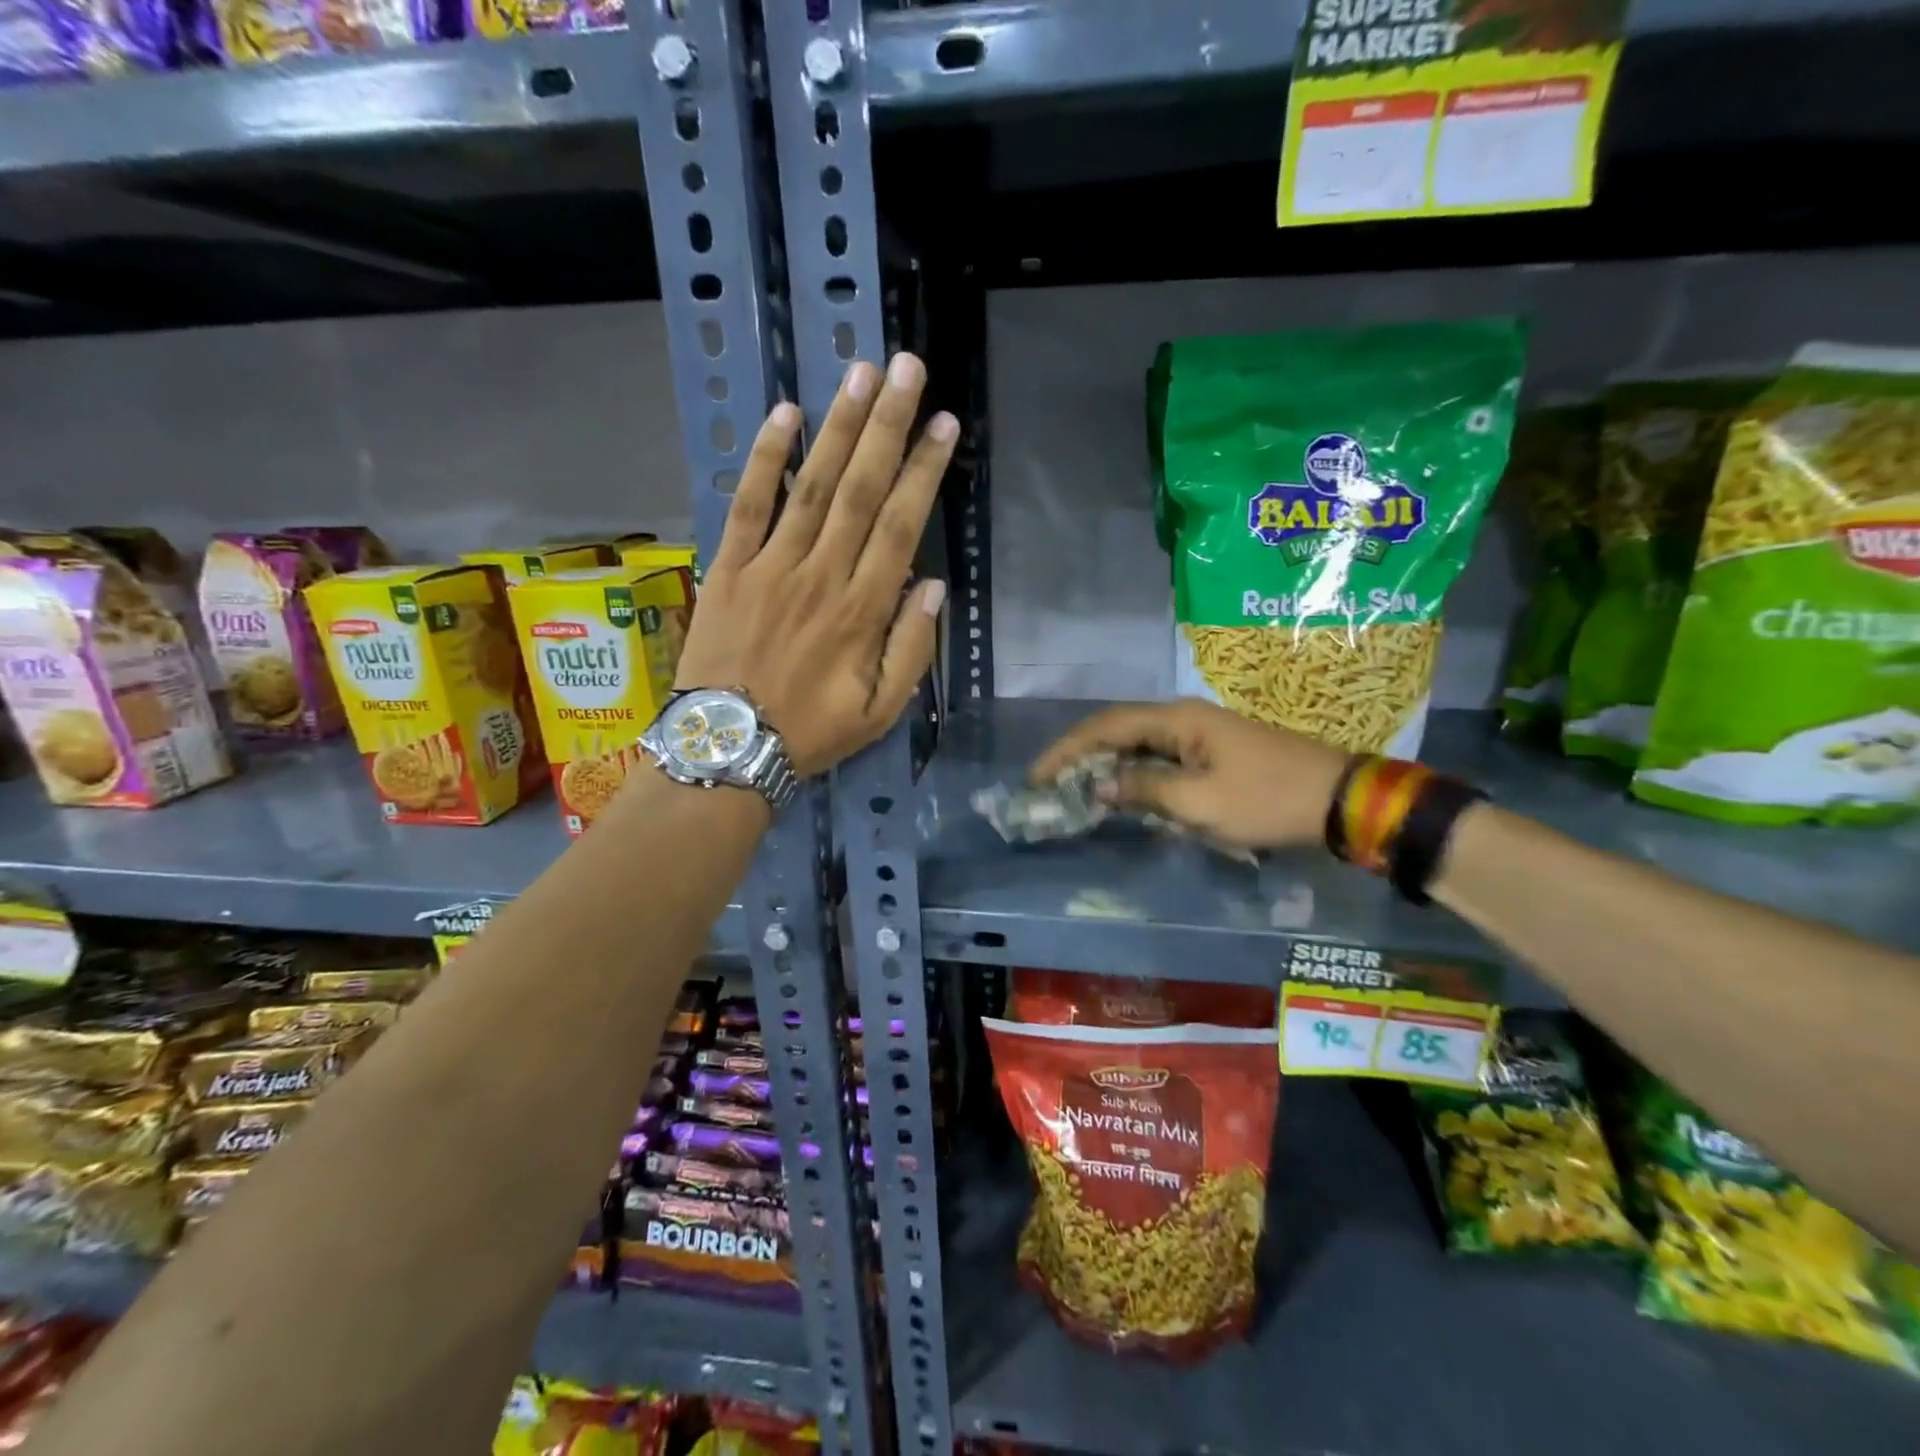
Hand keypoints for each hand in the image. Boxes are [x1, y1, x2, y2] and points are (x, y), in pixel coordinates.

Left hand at [673, 354, 954, 776]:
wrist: (726, 747)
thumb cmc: (810, 733)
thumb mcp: (880, 712)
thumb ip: (912, 650)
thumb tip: (932, 587)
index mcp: (861, 612)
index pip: (899, 527)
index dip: (924, 473)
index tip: (944, 426)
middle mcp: (820, 576)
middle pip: (859, 490)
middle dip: (888, 427)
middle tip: (909, 370)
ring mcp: (770, 567)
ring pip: (810, 486)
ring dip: (838, 427)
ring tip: (862, 374)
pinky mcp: (729, 568)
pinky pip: (748, 505)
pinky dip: (766, 459)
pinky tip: (785, 414)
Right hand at [1031, 699, 1348, 850]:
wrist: (1339, 799)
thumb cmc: (1267, 800)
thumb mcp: (1200, 804)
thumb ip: (1144, 790)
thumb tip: (1101, 785)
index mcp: (1177, 719)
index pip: (1105, 726)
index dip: (1067, 750)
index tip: (1036, 776)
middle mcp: (1183, 716)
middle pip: (1117, 729)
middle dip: (1080, 755)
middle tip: (1050, 785)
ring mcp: (1200, 732)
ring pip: (1138, 743)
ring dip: (1106, 764)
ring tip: (1076, 789)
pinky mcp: (1213, 750)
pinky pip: (1160, 756)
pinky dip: (1134, 772)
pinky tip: (1123, 792)